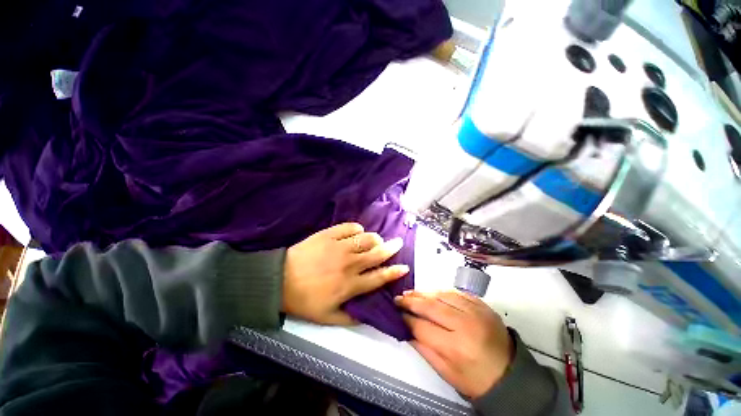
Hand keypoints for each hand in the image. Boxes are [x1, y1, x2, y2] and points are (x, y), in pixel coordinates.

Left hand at [283, 223, 408, 324]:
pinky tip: (357, 232)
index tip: (405, 267)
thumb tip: (368, 315)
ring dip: (375, 238)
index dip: (394, 272)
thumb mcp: (327, 318)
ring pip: (367, 238)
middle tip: (398, 243)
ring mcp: (340, 247)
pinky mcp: (329, 235)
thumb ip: (350, 318)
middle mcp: (350, 264)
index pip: (379, 277)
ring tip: (376, 240)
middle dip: (392, 248)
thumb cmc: (304, 300)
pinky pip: (350, 227)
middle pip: (377, 253)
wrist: (279, 280)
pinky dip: (357, 229)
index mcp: (350, 285)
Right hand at [395, 290, 513, 398]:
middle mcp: (466, 325)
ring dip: (424, 293)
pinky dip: (441, 291)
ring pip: (442, 295)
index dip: (407, 319)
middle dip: (411, 301)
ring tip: (411, 293)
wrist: (511, 374)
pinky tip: (431, 293)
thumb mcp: (447, 373)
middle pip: (431, 306)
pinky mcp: (482, 305)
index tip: (397, 313)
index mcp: (456, 348)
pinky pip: (456, 292)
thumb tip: (406, 330)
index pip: (423, 327)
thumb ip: (424, 349)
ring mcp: (476, 311)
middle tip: (399, 298)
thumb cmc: (476, 380)